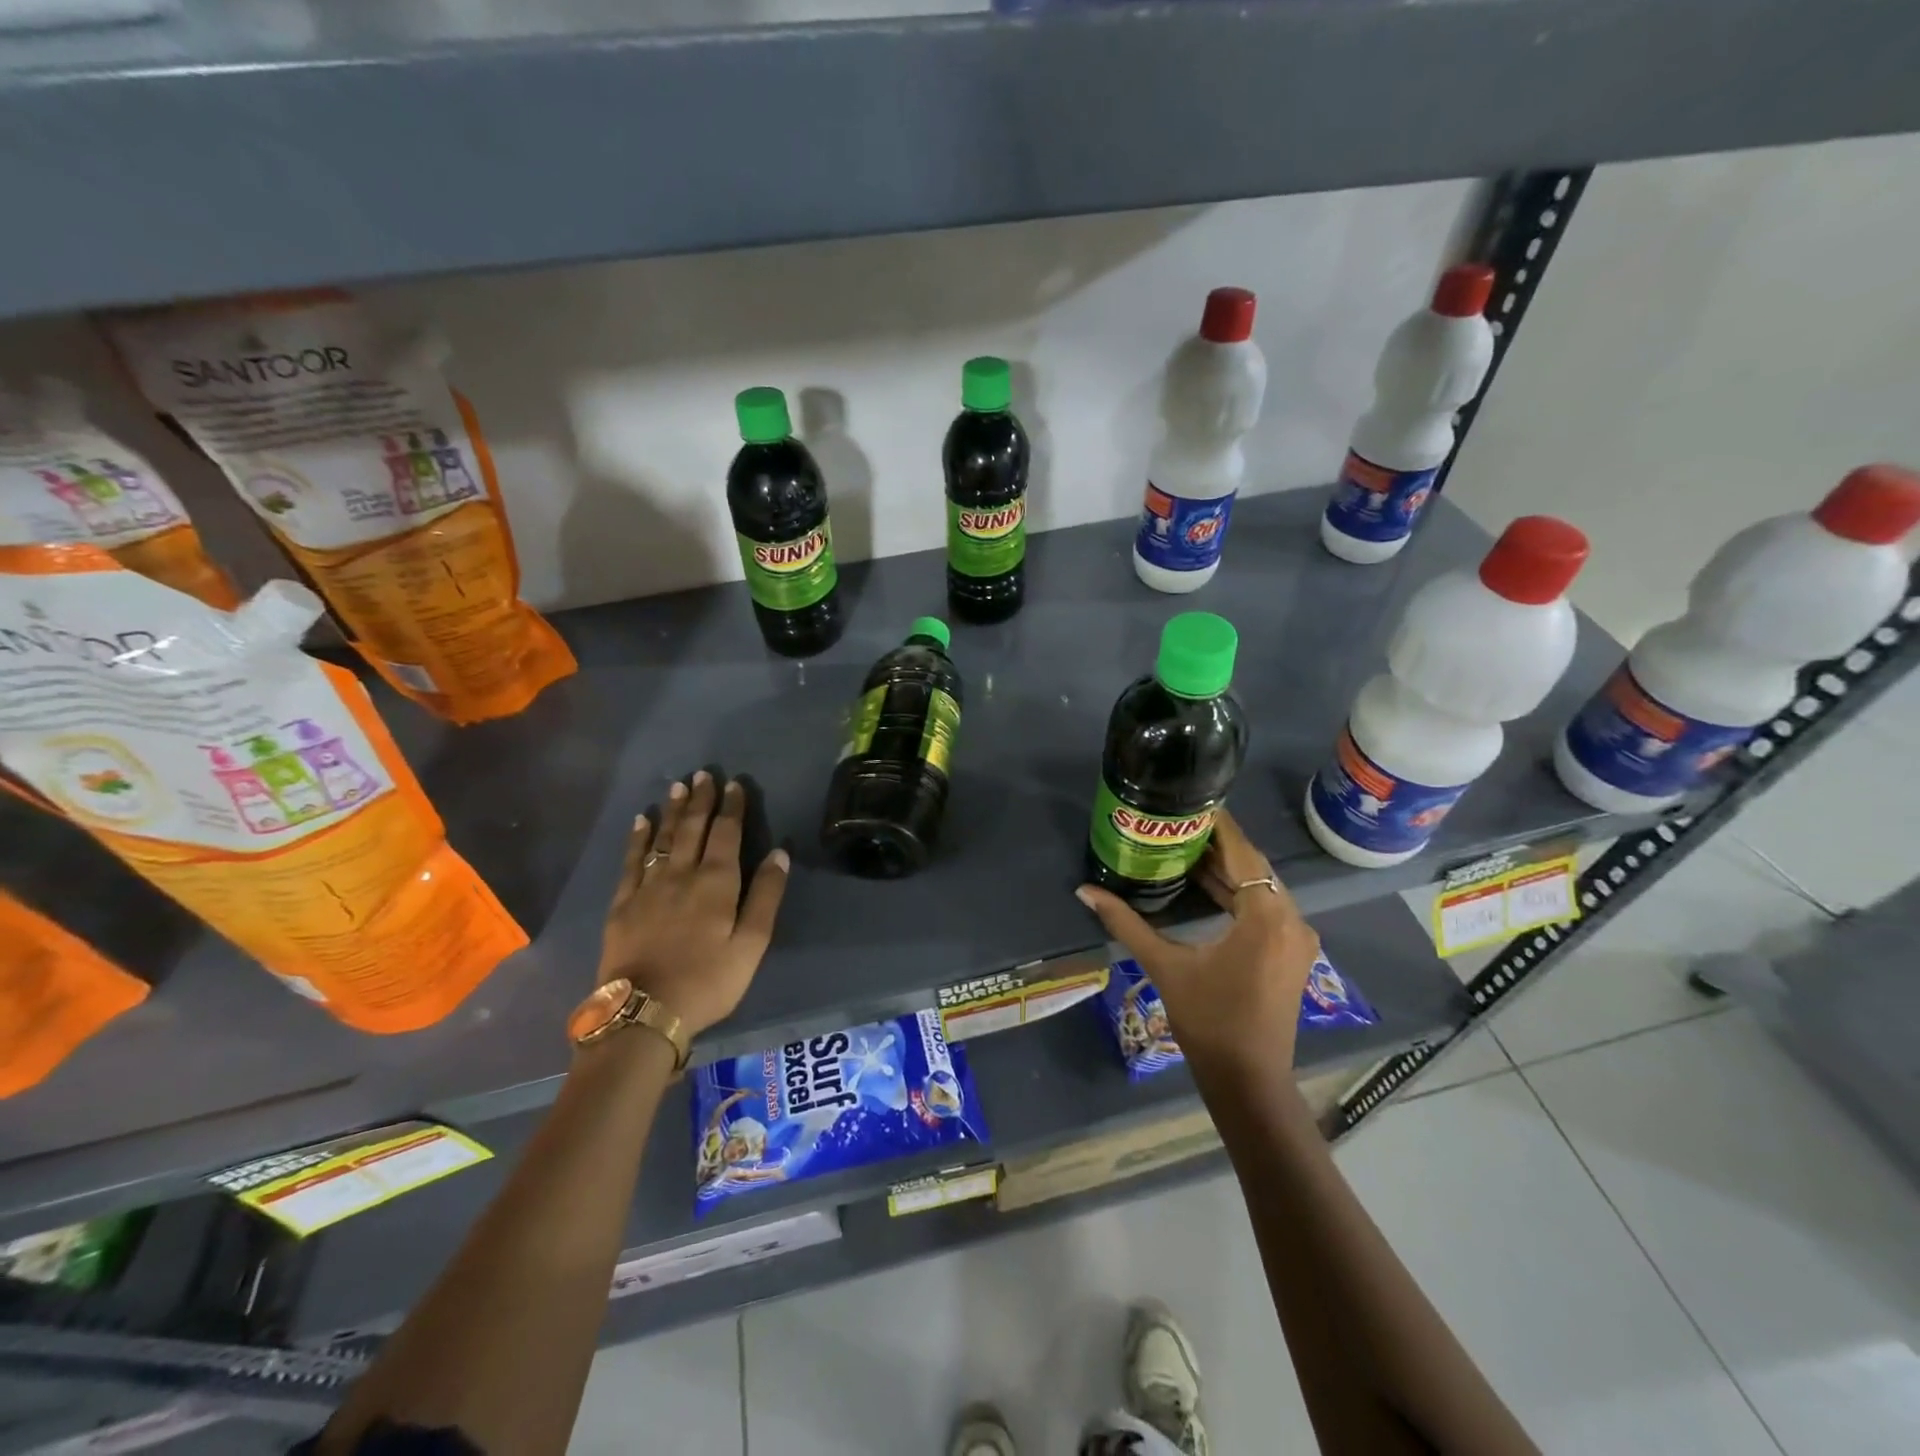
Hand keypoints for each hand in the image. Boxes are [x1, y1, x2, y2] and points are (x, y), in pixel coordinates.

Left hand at [597, 770, 789, 1039]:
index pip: (726, 834)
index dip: (731, 808)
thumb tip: (779, 853)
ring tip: (677, 786)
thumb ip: (765, 896)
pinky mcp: (623, 904)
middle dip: (700, 800)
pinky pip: (632, 861)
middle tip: (703, 774)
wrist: (644, 1013)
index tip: (733, 784)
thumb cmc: (708, 981)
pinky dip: (638, 839)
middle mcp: (681, 875)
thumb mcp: (751, 944)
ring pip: (663, 839)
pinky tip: (641, 822)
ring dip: (672, 811)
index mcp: (716, 883)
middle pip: (692, 828)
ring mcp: (648, 887)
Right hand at [1075, 808, 1319, 1074]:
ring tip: (1186, 849)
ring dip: (1228, 871)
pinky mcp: (1292, 954)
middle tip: (1180, 825)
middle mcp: (1291, 920)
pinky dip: (1238, 895)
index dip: (1220, 827)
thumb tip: (1084, 891)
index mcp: (1267, 917)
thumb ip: (1126, 923)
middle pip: (1255, 867)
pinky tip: (1207, 887)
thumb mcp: (1165, 965)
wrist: (1248, 1080)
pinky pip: (1266, 908)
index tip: (1193, 803)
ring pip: (1262, 888)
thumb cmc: (1208, 1020)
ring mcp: (1296, 939)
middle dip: (1219, 846)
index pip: (1244, 854)